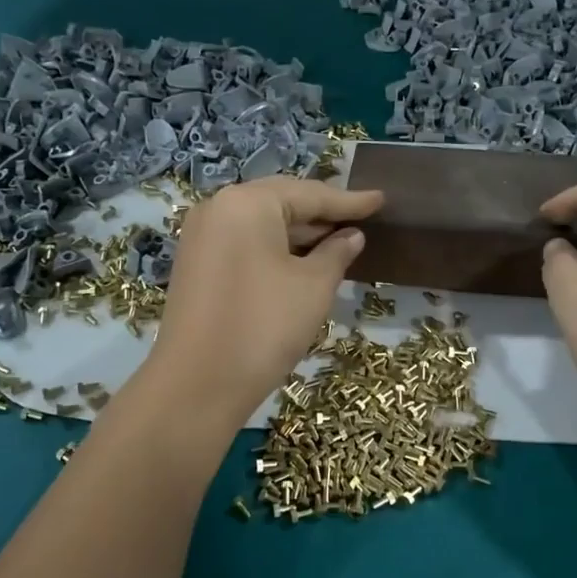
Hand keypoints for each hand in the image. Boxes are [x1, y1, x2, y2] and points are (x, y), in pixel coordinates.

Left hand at [147, 177, 382, 425]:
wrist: (197, 384)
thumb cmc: (264, 326)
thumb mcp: (313, 287)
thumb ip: (337, 253)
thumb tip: (351, 235)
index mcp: (247, 202)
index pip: (309, 194)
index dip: (349, 201)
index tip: (381, 199)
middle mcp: (218, 208)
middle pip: (281, 202)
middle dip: (321, 215)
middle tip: (361, 220)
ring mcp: (201, 236)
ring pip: (261, 224)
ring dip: (299, 234)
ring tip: (339, 242)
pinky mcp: (195, 264)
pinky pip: (244, 243)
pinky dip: (275, 249)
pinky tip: (301, 262)